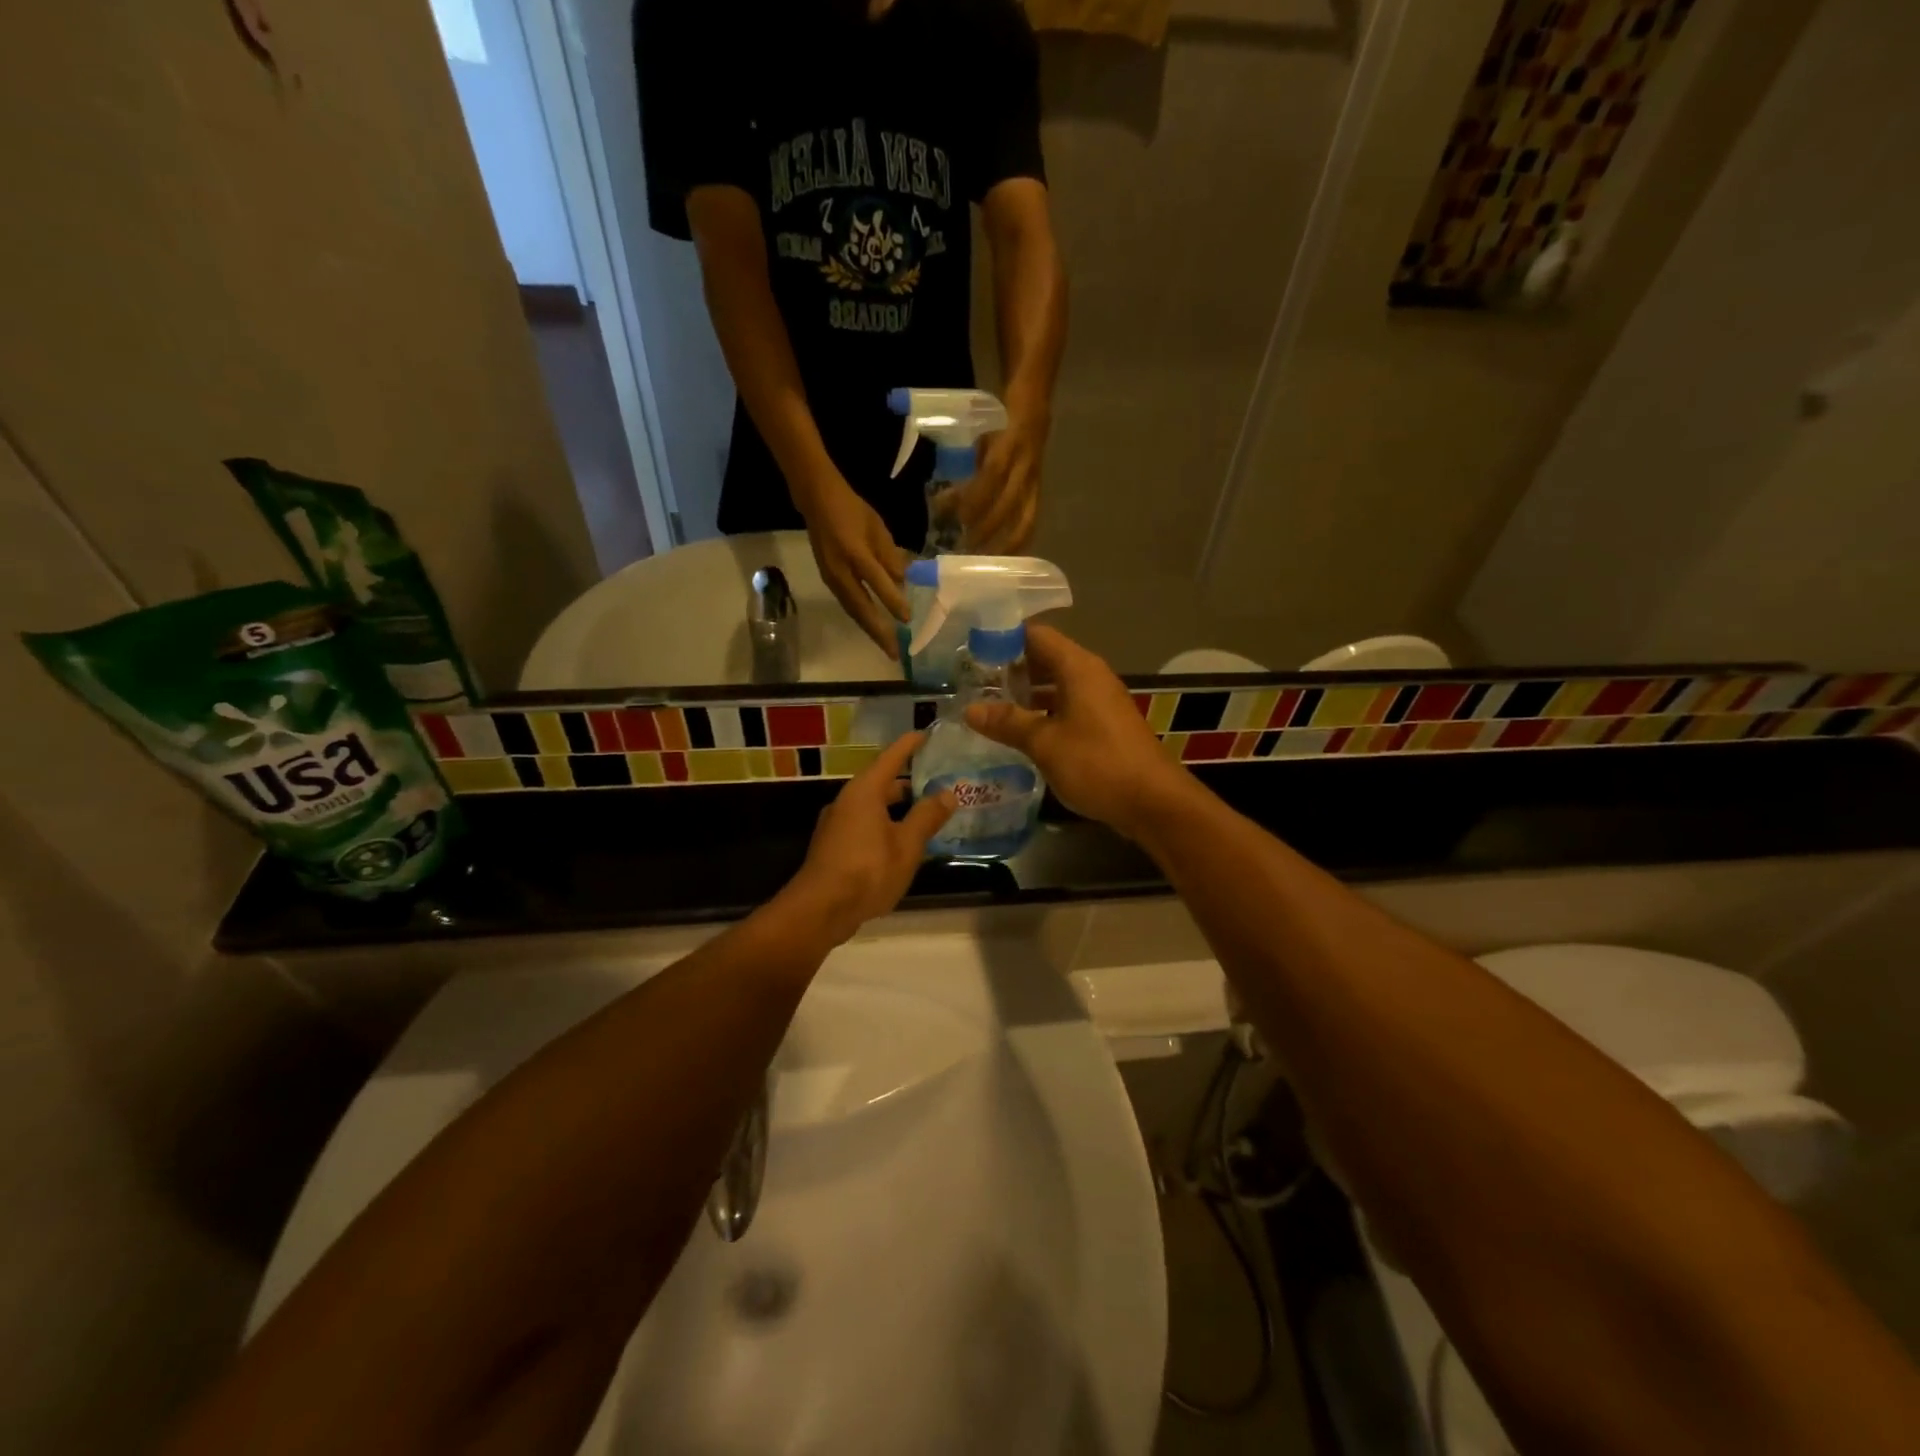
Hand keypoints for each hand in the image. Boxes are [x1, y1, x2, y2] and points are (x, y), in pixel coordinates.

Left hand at [778, 733, 955, 944]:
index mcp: (865, 792)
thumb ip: (927, 817)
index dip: (910, 745)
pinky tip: (903, 844)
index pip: (891, 757)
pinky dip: (886, 826)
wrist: (819, 910)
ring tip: (926, 814)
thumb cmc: (867, 870)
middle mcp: (847, 802)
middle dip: (908, 782)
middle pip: (881, 783)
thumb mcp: (907, 845)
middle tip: (938, 782)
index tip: (927, 734)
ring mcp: (837, 825)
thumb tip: (947, 793)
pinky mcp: (834, 847)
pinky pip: (865, 826)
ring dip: (898, 808)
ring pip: (873, 807)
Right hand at [797, 474, 909, 652]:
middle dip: (879, 632)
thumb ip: (890, 556)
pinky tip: (872, 627)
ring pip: (853, 610)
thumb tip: (902, 582)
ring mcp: (831, 578)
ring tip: (886, 646)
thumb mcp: (878, 528)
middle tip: (894, 653)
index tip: (908, 619)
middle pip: (861, 608)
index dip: (893, 602)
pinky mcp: (828, 580)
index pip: (877, 582)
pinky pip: (847, 604)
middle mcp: (841, 570)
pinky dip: (861, 619)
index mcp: (855, 552)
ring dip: (869, 630)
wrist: (817, 501)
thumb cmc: (853, 510)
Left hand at [961, 411, 1046, 551]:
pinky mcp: (1038, 491)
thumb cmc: (998, 414)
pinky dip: (1017, 543)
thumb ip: (966, 459)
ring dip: (1003, 545)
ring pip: (1023, 520)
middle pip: (1007, 504)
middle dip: (984, 529)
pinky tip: (1003, 560)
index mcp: (1011, 441)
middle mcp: (1026, 465)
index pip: (992, 473)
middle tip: (961, 548)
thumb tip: (943, 498)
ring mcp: (1035, 481)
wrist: (1034, 400)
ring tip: (982, 562)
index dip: (972, 497)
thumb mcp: (980, 427)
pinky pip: (1030, 522)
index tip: (950, 514)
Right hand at [964, 625, 1195, 838]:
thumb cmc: (1097, 763)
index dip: (1003, 638)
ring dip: (1025, 694)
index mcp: (1078, 668)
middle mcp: (1090, 676)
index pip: (1036, 634)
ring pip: (1055, 685)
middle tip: (971, 682)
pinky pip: (1066, 706)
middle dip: (1010, 668)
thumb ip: (1008, 722)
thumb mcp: (1044, 743)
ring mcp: (1099, 701)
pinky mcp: (1103, 725)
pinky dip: (1042, 712)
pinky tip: (1019, 732)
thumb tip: (970, 710)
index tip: (971, 651)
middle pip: (1045, 658)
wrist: (1153, 802)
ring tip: (988, 706)